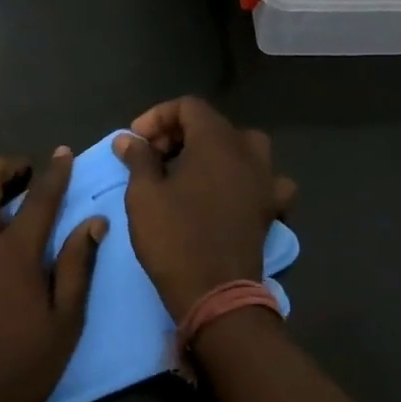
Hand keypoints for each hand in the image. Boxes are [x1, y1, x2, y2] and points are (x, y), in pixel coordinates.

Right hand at [115, 98, 296, 322]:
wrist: (216, 295)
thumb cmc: (175, 238)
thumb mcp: (144, 195)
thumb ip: (138, 158)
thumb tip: (129, 139)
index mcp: (217, 141)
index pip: (188, 106)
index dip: (157, 117)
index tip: (136, 141)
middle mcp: (248, 153)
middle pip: (214, 125)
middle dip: (180, 133)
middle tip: (154, 157)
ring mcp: (266, 181)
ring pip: (242, 148)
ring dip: (213, 152)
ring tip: (189, 171)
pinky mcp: (271, 209)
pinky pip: (263, 180)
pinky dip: (245, 179)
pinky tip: (230, 193)